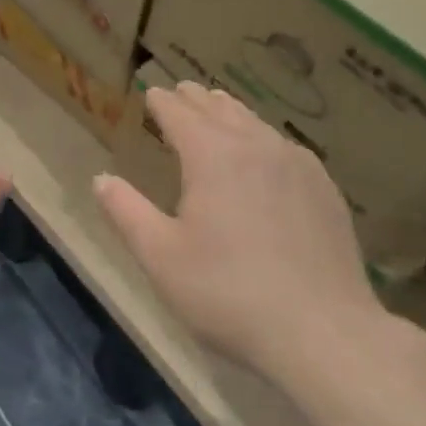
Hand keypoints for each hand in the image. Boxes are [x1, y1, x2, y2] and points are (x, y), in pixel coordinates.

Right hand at [95, 82, 394, 384]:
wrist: (324, 333)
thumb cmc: (229, 293)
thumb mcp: (161, 258)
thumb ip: (126, 212)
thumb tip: (101, 179)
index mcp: (212, 154)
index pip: (179, 112)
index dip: (162, 101)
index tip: (152, 93)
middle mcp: (255, 145)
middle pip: (219, 108)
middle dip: (195, 99)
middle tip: (181, 92)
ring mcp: (296, 164)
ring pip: (255, 122)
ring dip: (230, 113)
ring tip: (218, 109)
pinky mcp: (324, 188)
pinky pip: (285, 147)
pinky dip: (263, 138)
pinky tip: (267, 154)